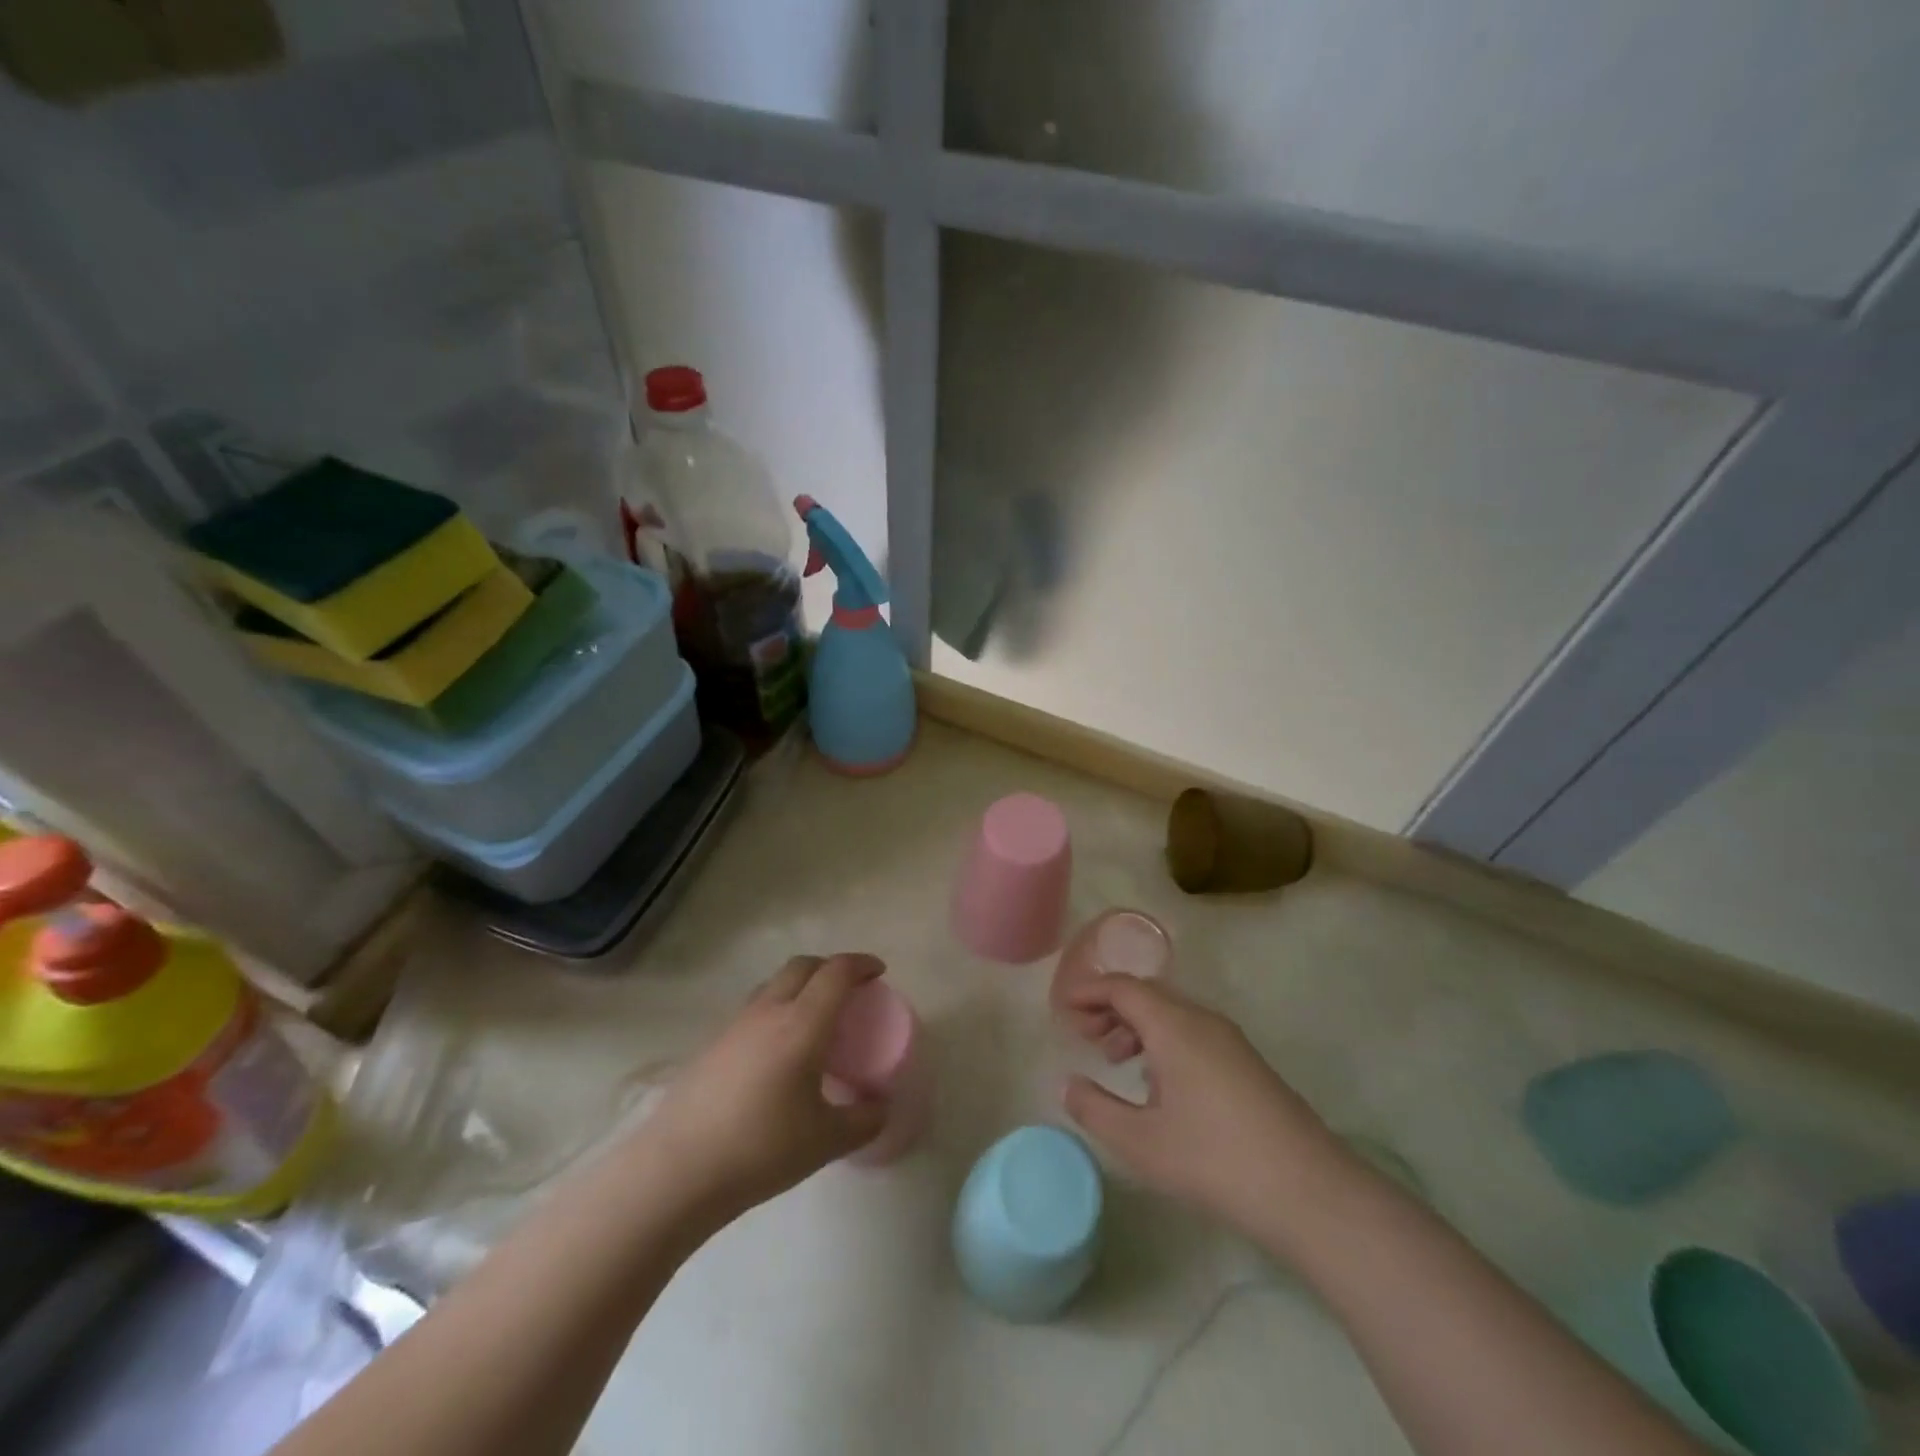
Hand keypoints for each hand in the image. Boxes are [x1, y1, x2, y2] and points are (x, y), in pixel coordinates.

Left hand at [641, 954, 888, 1225]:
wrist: (677, 1170)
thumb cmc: (760, 1149)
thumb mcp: (826, 1141)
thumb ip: (863, 1120)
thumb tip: (881, 1108)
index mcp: (802, 1024)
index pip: (836, 972)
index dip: (861, 964)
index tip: (878, 972)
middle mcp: (769, 1011)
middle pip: (803, 966)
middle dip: (830, 968)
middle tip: (850, 990)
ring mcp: (736, 1025)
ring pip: (774, 984)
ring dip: (801, 986)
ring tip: (815, 1018)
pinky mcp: (713, 1045)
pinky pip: (755, 1009)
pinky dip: (777, 1010)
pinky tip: (778, 1051)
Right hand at [1061, 974, 1339, 1235]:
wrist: (1308, 1191)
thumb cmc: (1214, 1160)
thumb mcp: (1141, 1142)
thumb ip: (1095, 1109)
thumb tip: (1068, 1084)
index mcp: (1174, 1025)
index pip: (1123, 987)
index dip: (1089, 992)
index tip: (1063, 1010)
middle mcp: (1202, 1020)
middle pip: (1148, 994)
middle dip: (1110, 1008)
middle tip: (1083, 1035)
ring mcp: (1229, 1040)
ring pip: (1171, 1014)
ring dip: (1137, 1025)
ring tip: (1114, 1058)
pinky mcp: (1246, 1063)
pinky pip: (1192, 1032)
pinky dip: (1162, 1040)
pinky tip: (1157, 1083)